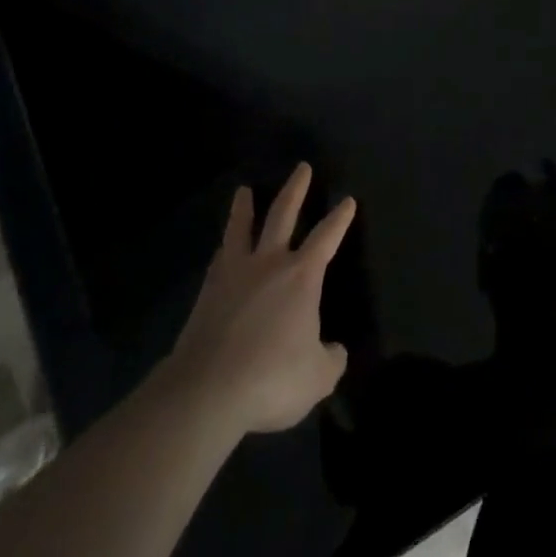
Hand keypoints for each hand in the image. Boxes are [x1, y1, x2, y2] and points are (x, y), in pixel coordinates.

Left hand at [164, 163, 354, 434]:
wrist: (208, 389)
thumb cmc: (271, 378)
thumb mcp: (317, 378)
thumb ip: (330, 360)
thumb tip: (334, 351)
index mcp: (302, 276)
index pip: (327, 237)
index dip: (339, 219)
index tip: (347, 200)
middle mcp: (270, 262)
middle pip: (284, 214)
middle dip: (296, 189)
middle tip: (302, 167)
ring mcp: (235, 273)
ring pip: (242, 228)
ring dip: (244, 208)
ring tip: (243, 191)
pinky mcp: (208, 291)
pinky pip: (220, 258)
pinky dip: (225, 247)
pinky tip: (223, 248)